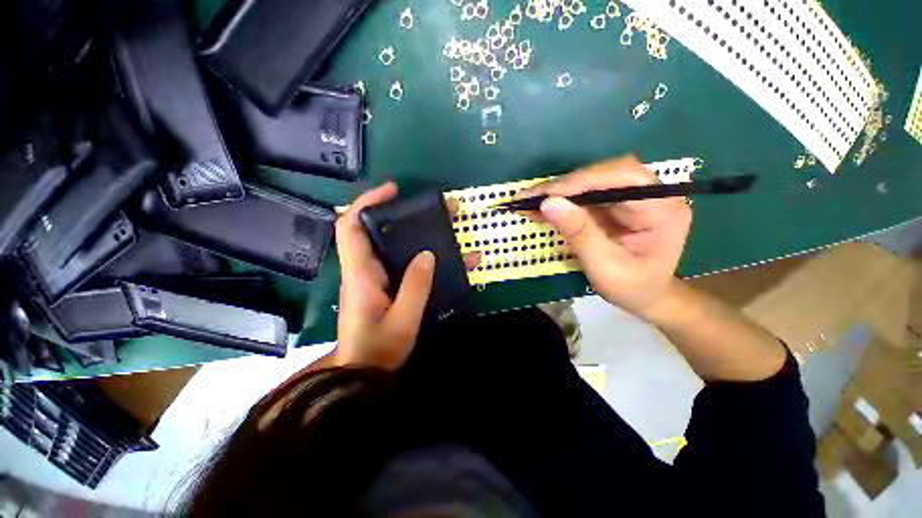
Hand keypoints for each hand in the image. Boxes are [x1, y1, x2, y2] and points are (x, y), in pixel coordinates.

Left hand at [334, 183, 479, 370]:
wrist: (361, 373)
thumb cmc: (378, 349)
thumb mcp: (403, 320)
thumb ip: (415, 287)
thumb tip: (427, 254)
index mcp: (360, 275)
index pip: (350, 226)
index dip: (366, 203)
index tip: (392, 191)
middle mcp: (362, 270)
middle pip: (371, 230)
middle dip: (395, 213)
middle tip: (426, 209)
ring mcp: (372, 277)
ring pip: (387, 244)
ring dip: (409, 233)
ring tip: (439, 227)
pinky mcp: (382, 286)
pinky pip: (398, 262)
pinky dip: (415, 254)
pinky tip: (441, 257)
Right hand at [519, 156, 691, 319]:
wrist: (648, 296)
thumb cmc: (633, 288)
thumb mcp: (605, 267)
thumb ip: (580, 234)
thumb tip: (548, 203)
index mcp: (662, 209)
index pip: (623, 177)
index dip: (582, 181)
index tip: (546, 195)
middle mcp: (652, 194)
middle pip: (605, 174)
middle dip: (564, 185)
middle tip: (529, 197)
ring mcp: (633, 197)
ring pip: (592, 181)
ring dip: (559, 191)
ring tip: (529, 201)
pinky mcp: (617, 203)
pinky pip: (586, 194)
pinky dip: (562, 200)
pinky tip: (541, 207)